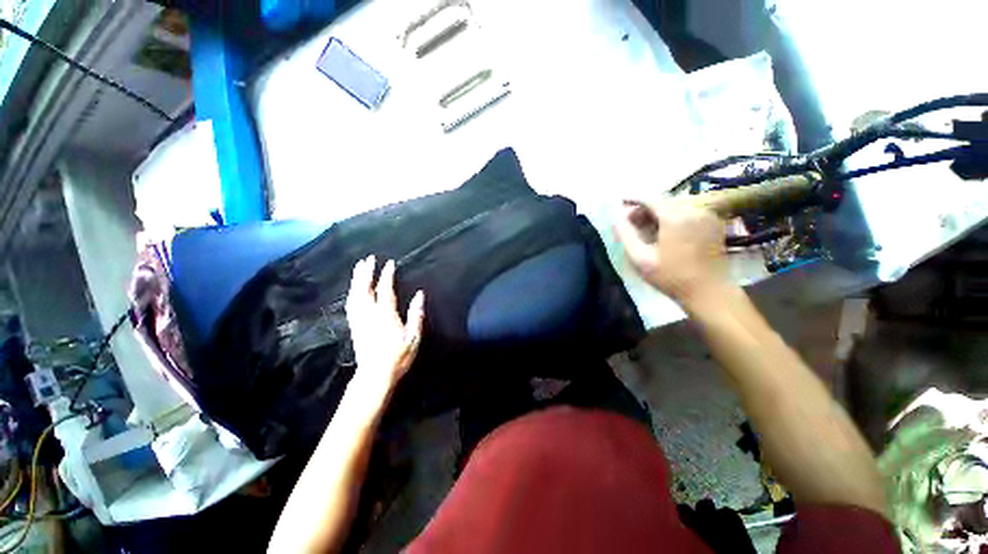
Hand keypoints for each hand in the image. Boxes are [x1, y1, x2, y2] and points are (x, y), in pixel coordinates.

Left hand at [345, 256, 424, 391]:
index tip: (389, 263)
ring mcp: (359, 320)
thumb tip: (419, 294)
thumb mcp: (413, 337)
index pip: (385, 290)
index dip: (386, 275)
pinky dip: (351, 293)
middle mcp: (369, 314)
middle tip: (368, 259)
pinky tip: (353, 289)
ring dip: (356, 280)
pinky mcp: (354, 326)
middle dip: (366, 273)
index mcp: (385, 315)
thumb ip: (416, 314)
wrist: (375, 375)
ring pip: (355, 295)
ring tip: (359, 268)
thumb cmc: (398, 356)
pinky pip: (350, 305)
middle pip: (365, 289)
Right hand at [614, 201, 728, 305]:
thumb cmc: (671, 277)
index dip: (632, 198)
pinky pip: (688, 212)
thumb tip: (615, 218)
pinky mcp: (713, 222)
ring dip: (657, 213)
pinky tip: (664, 231)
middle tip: (630, 222)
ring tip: (645, 228)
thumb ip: (625, 235)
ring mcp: (707, 215)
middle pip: (663, 200)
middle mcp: (694, 209)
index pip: (650, 198)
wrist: (708, 292)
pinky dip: (672, 216)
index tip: (619, 202)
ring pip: (675, 205)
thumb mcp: (640, 258)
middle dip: (644, 208)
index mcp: (675, 217)